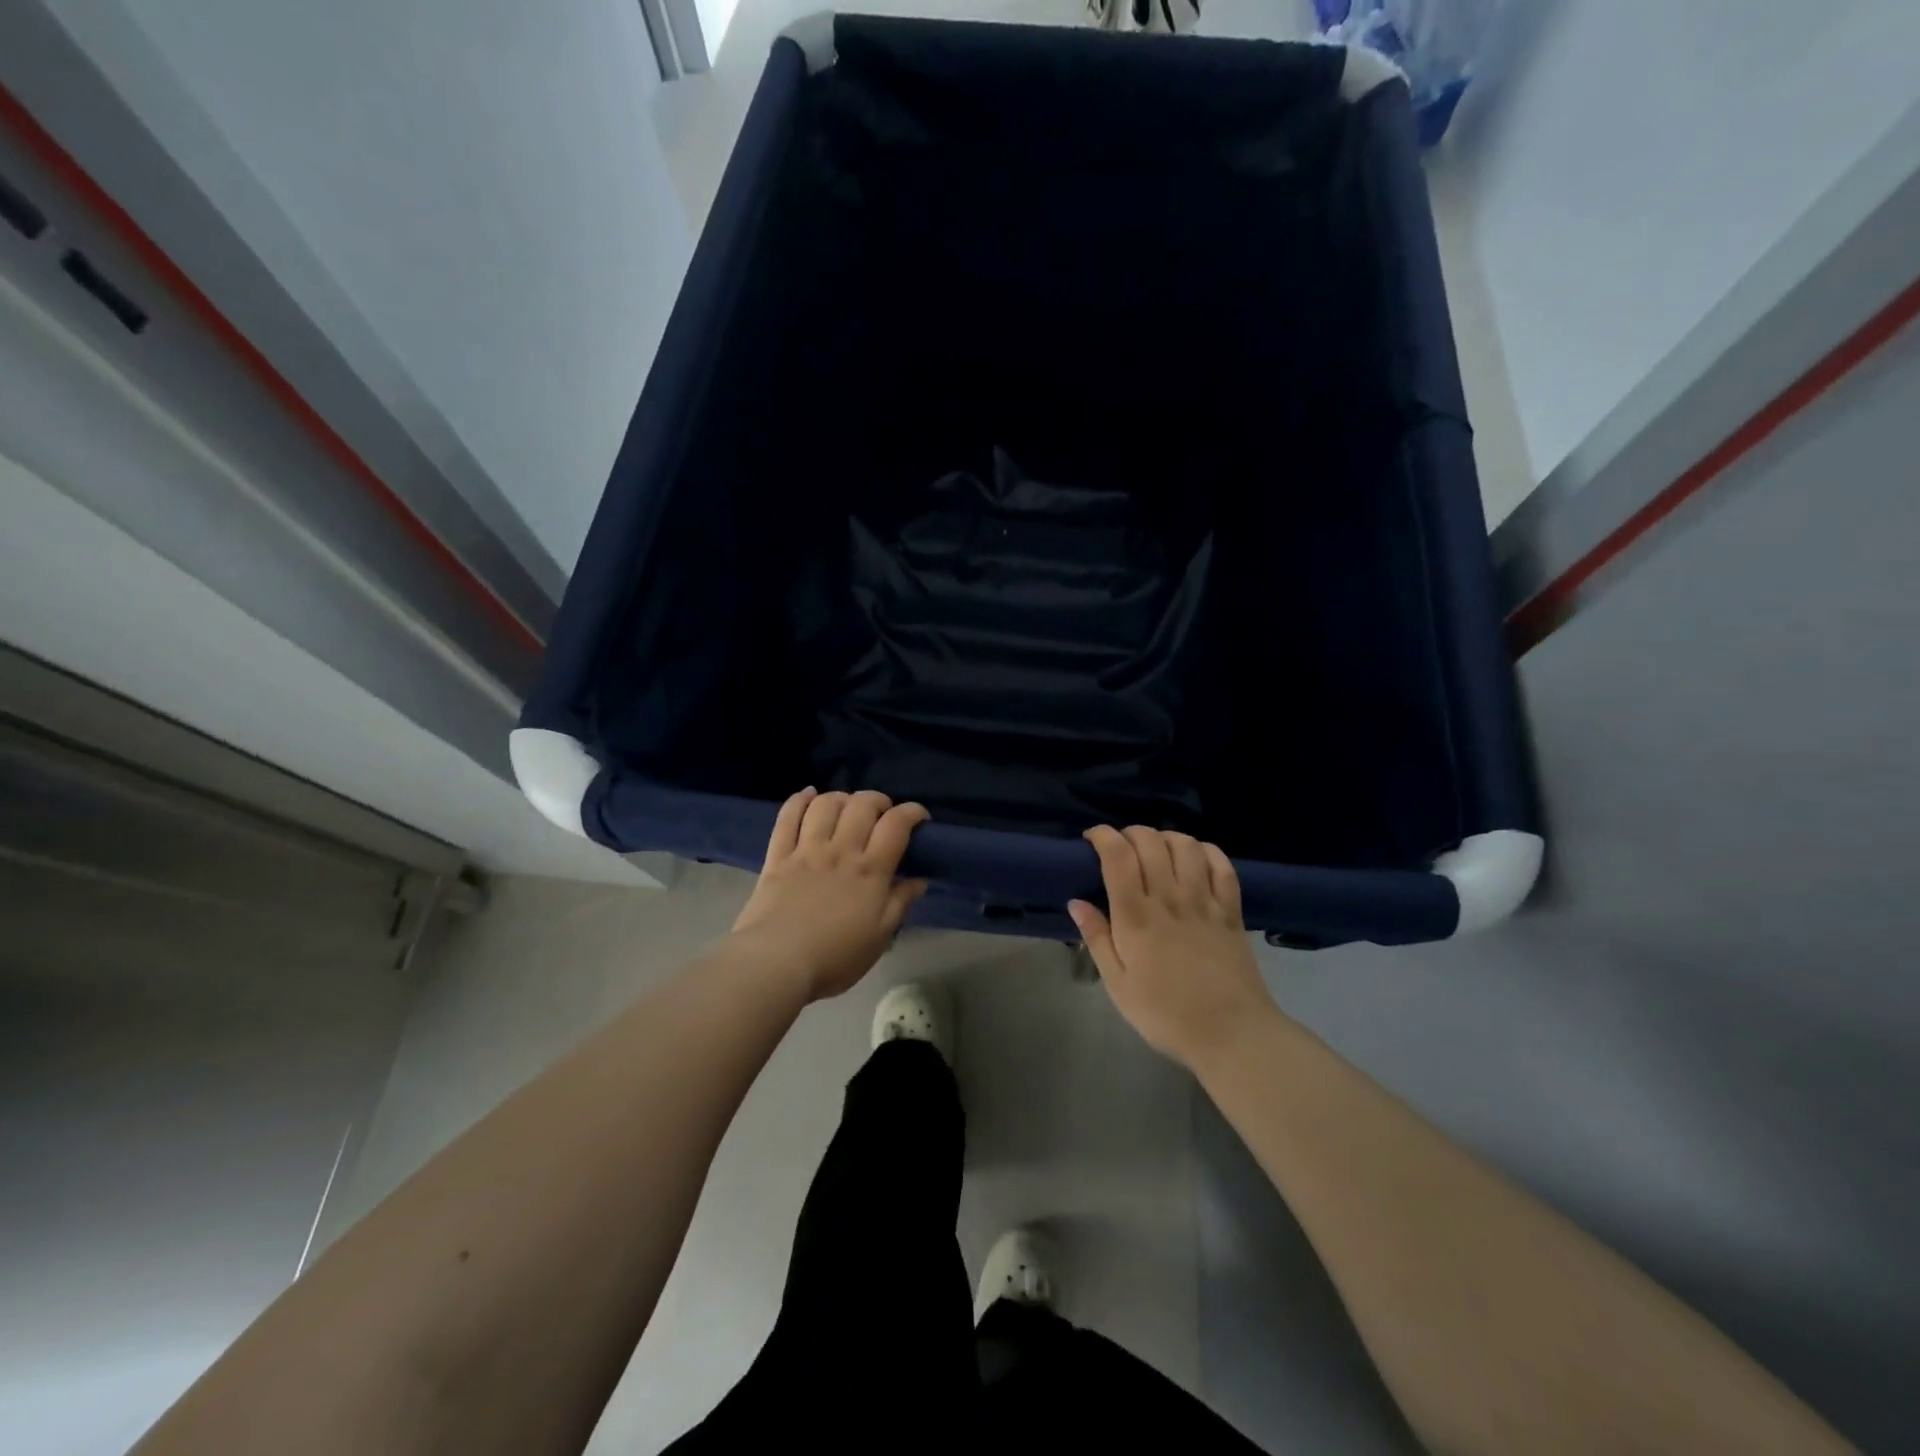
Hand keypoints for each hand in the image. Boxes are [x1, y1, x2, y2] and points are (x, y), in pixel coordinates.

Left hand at [731, 788, 929, 1001]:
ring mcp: (807, 850)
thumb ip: (901, 903)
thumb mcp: (880, 937)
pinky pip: (787, 817)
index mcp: (870, 871)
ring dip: (842, 797)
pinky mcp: (778, 856)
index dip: (912, 812)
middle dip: (878, 800)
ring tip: (848, 807)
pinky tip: (809, 795)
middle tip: (883, 813)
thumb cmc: (835, 957)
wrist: (776, 962)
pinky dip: (799, 800)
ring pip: (826, 804)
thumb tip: (919, 879)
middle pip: (862, 805)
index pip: (896, 825)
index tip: (919, 817)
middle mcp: (841, 850)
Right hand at [1069, 826, 1273, 1070]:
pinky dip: (1206, 851)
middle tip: (1121, 846)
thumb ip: (1097, 939)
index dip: (1103, 836)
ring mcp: (1204, 902)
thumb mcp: (1118, 985)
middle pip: (1150, 842)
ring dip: (1166, 837)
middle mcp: (1169, 899)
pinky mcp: (1231, 911)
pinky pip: (1222, 865)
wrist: (1231, 1034)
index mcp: (1136, 917)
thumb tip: (1076, 902)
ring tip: (1156, 848)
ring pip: (1186, 846)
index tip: (1092, 838)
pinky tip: (1195, 856)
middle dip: (1131, 832)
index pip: (1118, 856)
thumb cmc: (1165, 1014)